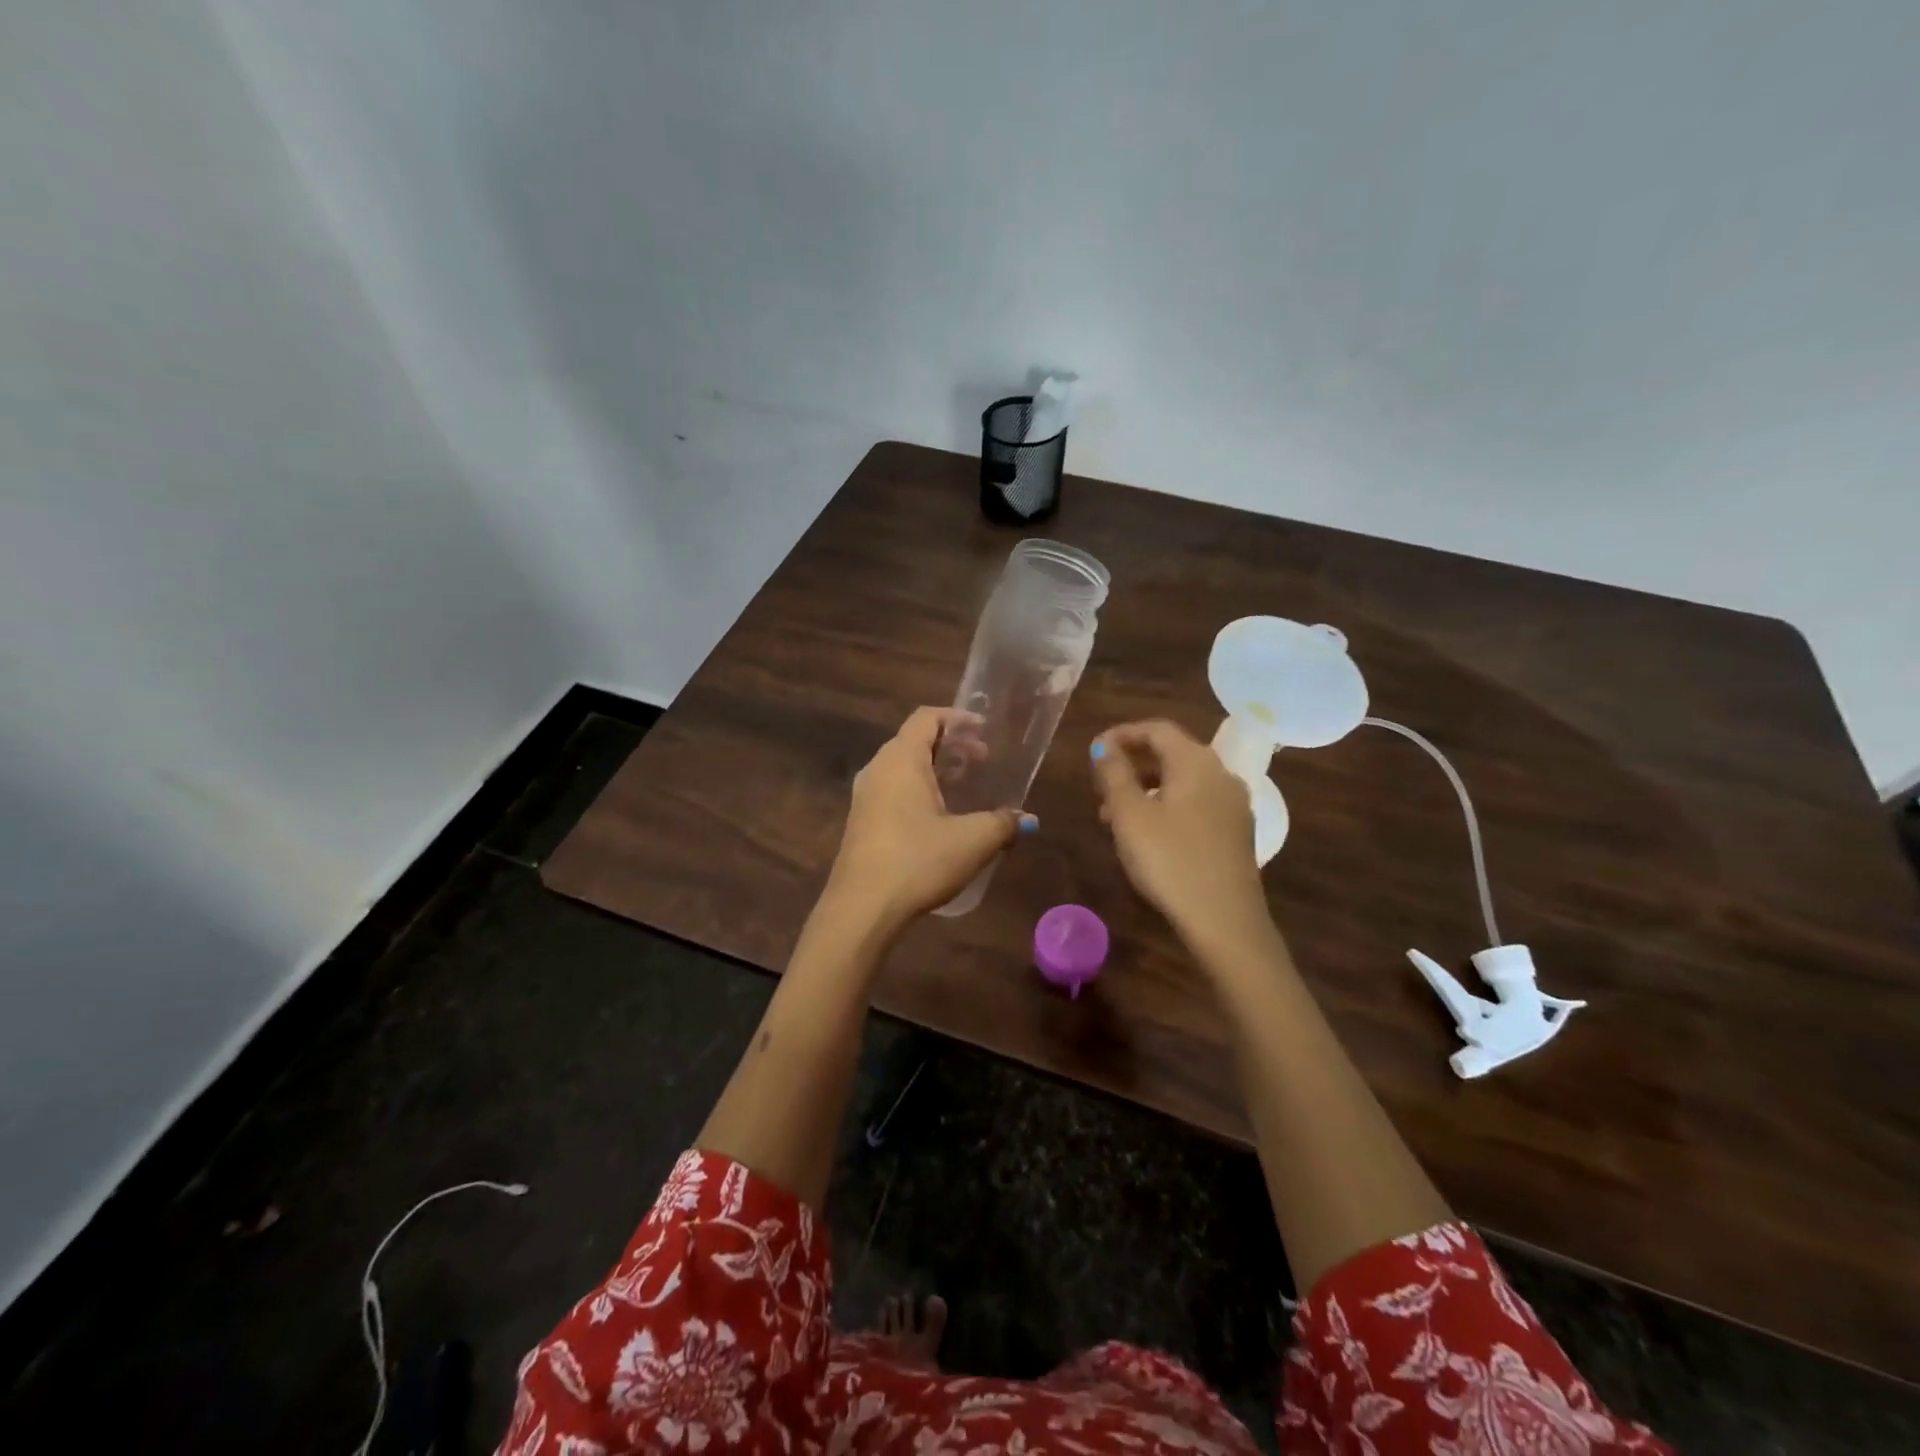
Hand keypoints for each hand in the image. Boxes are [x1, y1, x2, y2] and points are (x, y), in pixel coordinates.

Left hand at [826, 707, 1031, 927]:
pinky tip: (940, 817)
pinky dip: (919, 789)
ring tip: (964, 786)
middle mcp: (878, 769)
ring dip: (934, 769)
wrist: (862, 909)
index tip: (984, 730)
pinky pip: (893, 790)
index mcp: (901, 760)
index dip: (957, 718)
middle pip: (914, 740)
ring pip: (903, 767)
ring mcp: (865, 797)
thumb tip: (1027, 820)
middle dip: (951, 745)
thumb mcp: (972, 841)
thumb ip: (1003, 824)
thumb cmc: (918, 861)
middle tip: (983, 760)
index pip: (926, 718)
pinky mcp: (861, 822)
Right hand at [1091, 720, 1274, 955]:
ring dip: (1145, 789)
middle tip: (1099, 785)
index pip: (1157, 729)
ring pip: (1182, 782)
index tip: (1093, 751)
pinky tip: (1146, 835)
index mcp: (1196, 762)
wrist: (1224, 920)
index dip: (1122, 734)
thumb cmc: (1169, 859)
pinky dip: (1166, 806)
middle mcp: (1221, 774)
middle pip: (1172, 754)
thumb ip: (1114, 774)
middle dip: (1132, 764)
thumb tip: (1103, 746)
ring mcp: (1233, 805)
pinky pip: (1195, 805)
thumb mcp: (1130, 815)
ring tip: (1112, 815)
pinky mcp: (1235, 833)